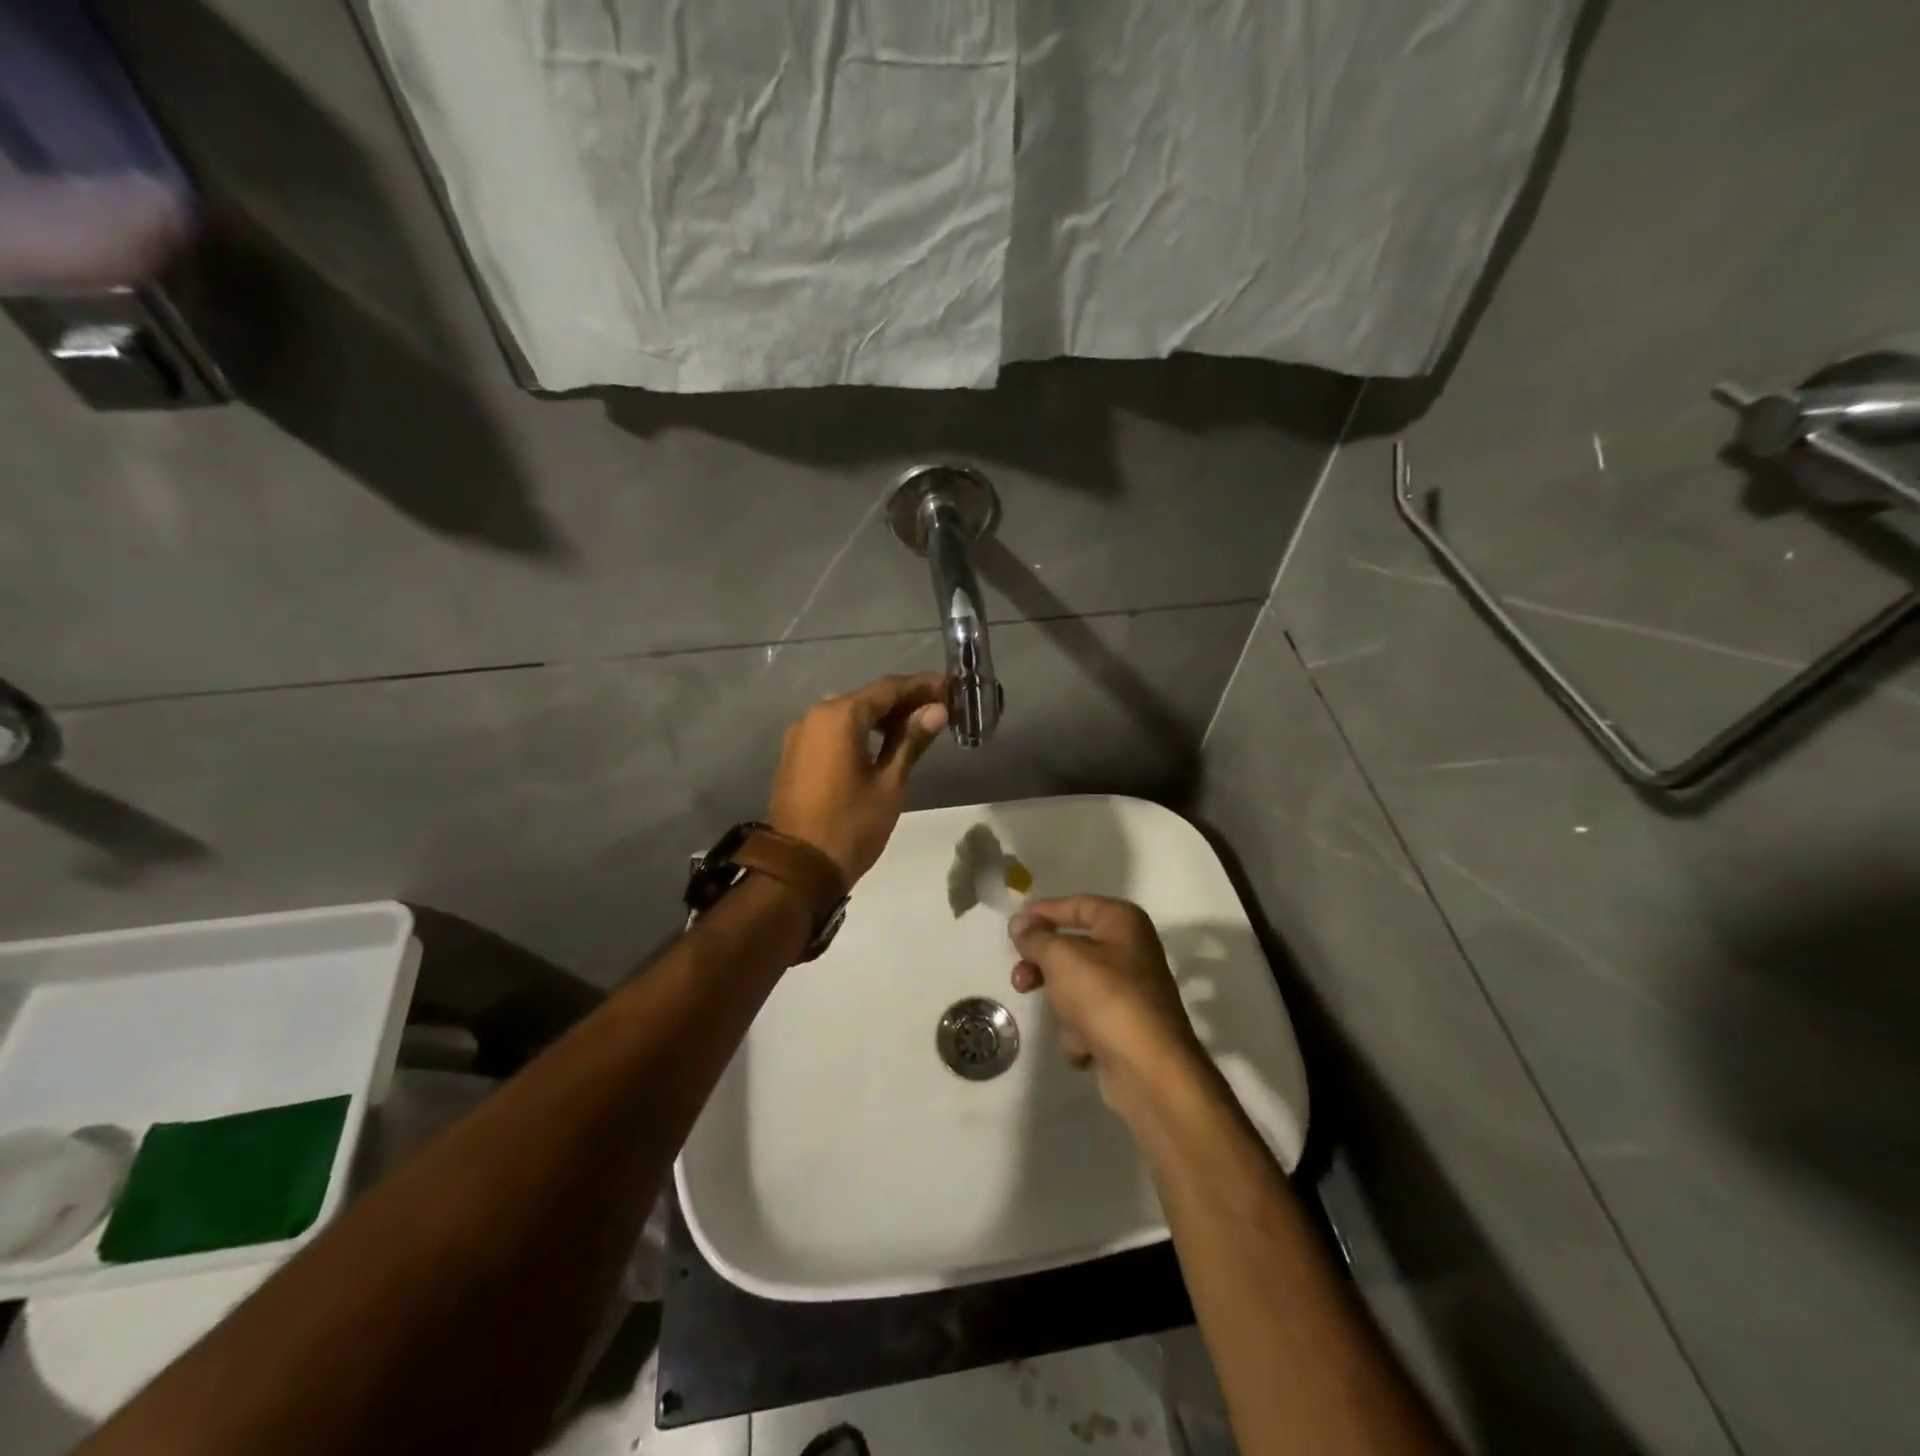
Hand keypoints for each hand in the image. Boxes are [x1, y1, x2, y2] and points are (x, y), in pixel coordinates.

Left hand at [767, 673, 948, 882]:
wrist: (797, 868)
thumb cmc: (851, 825)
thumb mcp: (889, 783)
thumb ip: (911, 740)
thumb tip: (937, 710)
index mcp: (840, 716)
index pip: (888, 688)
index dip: (922, 686)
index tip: (950, 688)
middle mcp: (816, 715)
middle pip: (868, 697)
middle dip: (904, 700)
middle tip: (939, 709)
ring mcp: (802, 734)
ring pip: (850, 714)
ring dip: (882, 716)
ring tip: (917, 727)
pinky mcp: (797, 754)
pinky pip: (834, 730)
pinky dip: (861, 731)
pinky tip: (883, 743)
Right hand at [1008, 896, 1205, 1100]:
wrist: (1148, 1069)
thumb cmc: (1104, 997)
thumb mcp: (1061, 957)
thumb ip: (1035, 937)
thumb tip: (1019, 923)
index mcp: (1123, 922)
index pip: (1076, 905)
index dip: (1044, 912)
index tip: (1015, 925)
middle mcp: (1131, 951)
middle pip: (1072, 948)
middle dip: (1044, 966)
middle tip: (1020, 979)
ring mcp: (1130, 992)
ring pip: (1076, 986)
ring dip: (1062, 1005)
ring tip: (1065, 1021)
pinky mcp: (1125, 1027)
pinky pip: (1088, 1019)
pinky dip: (1080, 1032)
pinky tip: (1085, 1045)